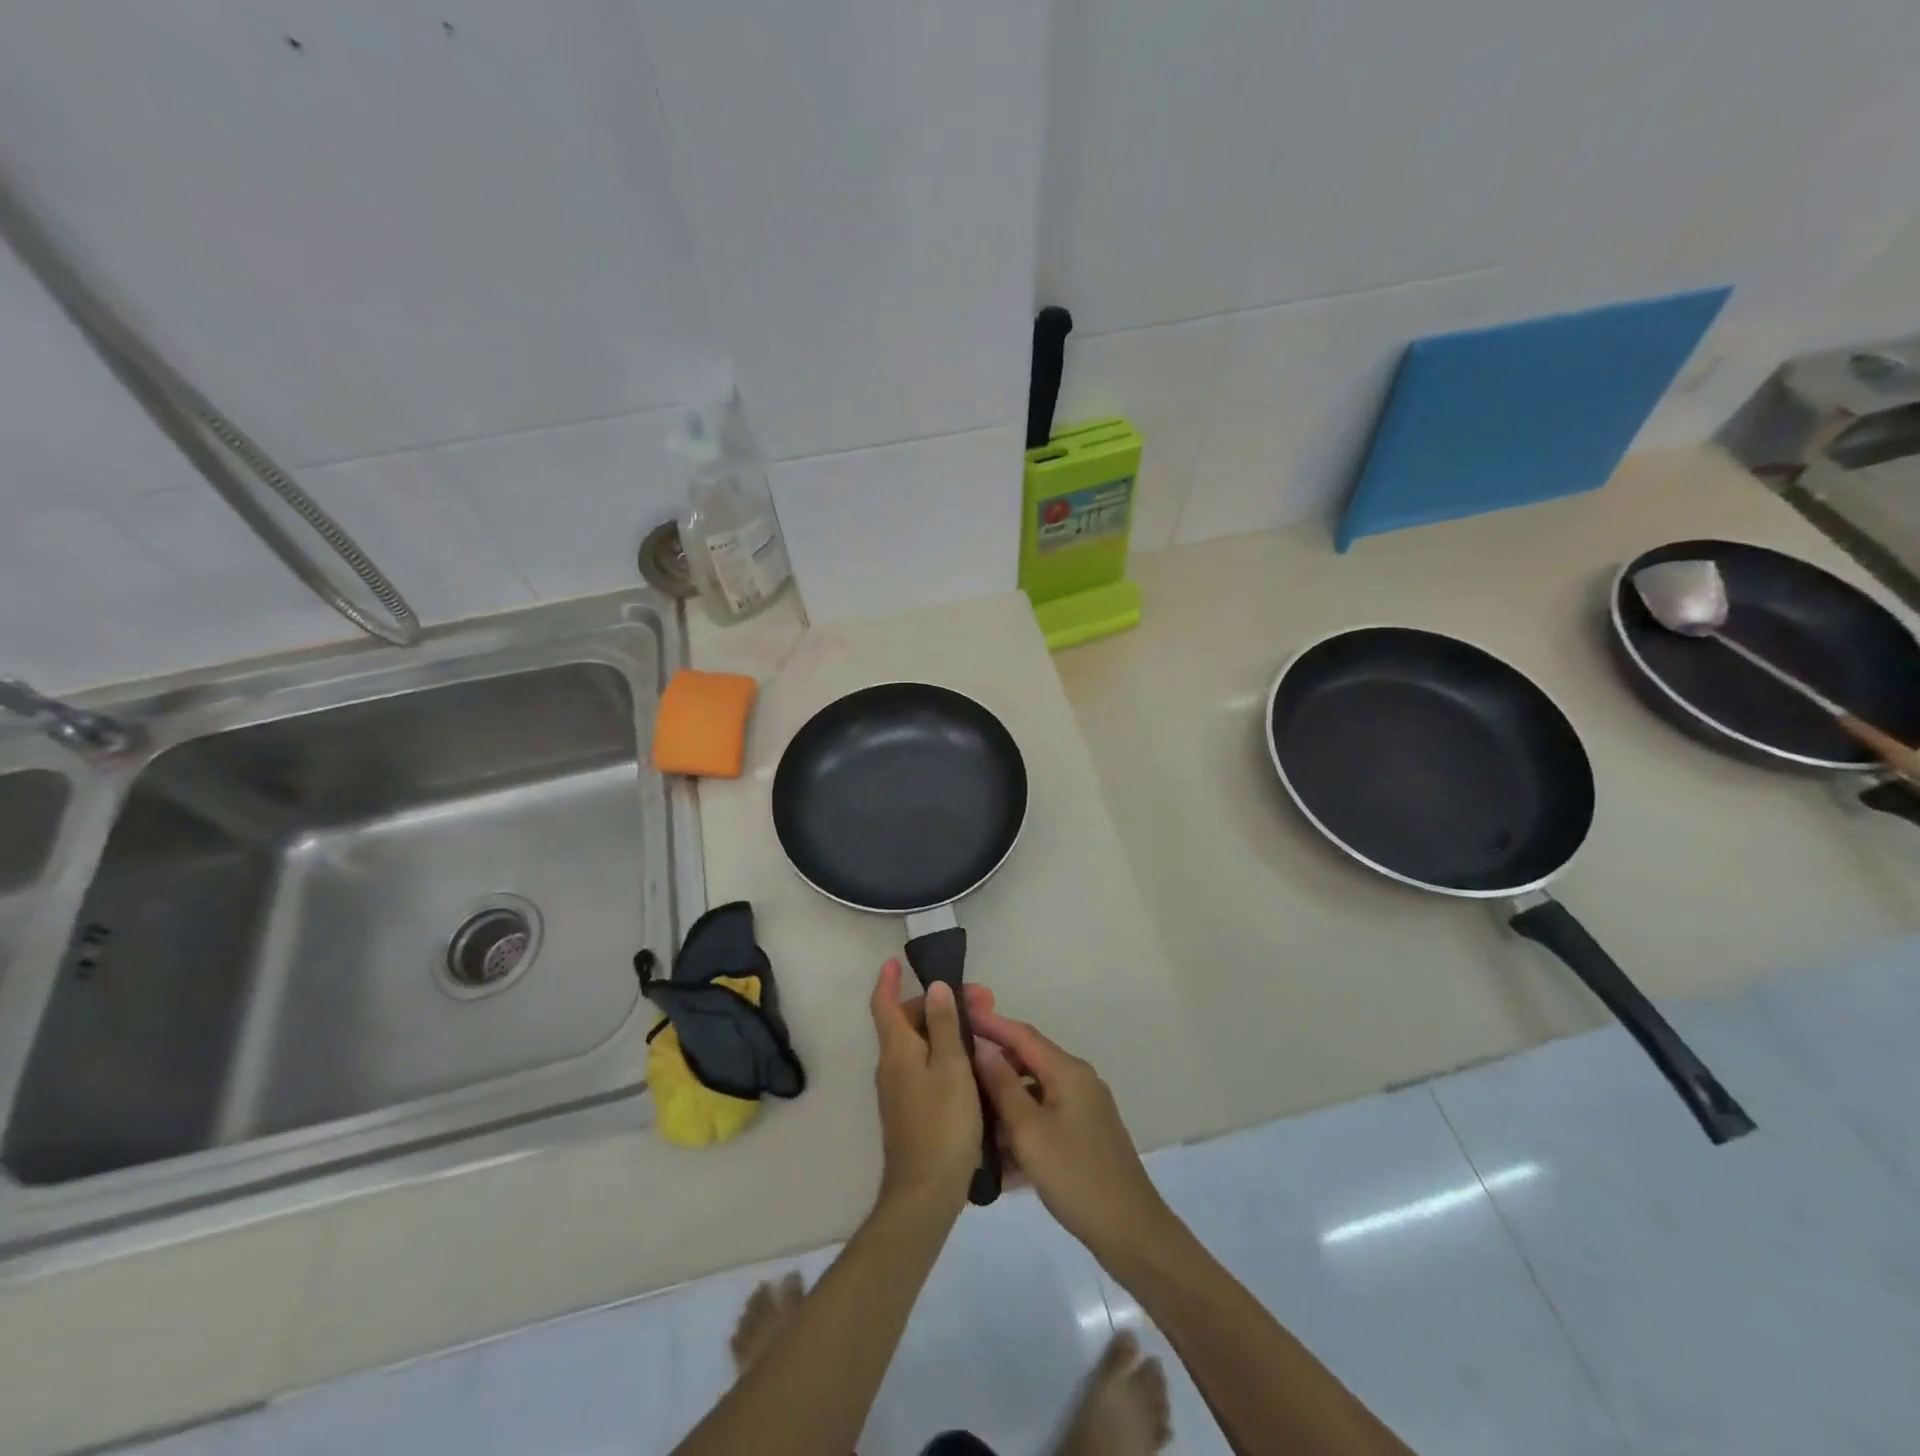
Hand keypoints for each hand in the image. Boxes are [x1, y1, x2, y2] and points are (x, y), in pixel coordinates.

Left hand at [870, 959, 987, 1215]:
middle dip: (940, 1004)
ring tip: (983, 1028)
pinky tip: (973, 1063)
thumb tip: (935, 987)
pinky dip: (945, 1053)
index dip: (888, 980)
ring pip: (920, 1045)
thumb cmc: (942, 1124)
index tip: (896, 960)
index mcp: (897, 1050)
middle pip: (909, 1022)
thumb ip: (943, 1025)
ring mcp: (900, 1090)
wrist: (925, 1193)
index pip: (884, 1004)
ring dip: (947, 1029)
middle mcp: (892, 1065)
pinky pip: (925, 1066)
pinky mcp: (912, 1110)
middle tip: (983, 1000)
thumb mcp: (951, 1067)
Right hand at [970, 1010, 1176, 1268]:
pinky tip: (995, 1152)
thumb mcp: (1030, 1131)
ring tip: (968, 1112)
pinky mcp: (1084, 1135)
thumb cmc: (1076, 1176)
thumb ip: (1003, 1086)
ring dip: (1004, 1102)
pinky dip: (1021, 1127)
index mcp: (1068, 1071)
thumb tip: (982, 1047)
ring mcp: (1083, 1109)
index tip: (960, 1013)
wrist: (1130, 1232)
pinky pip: (1044, 1118)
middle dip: (993, 1065)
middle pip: (1028, 1061)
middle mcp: (1078, 1081)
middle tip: (955, 1068)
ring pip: (1034, 1093)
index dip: (990, 1022)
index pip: (1022, 1034)